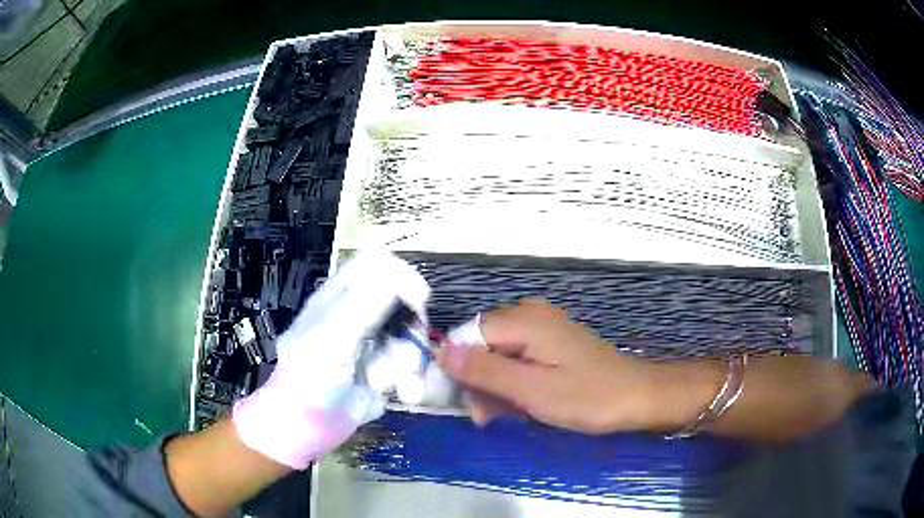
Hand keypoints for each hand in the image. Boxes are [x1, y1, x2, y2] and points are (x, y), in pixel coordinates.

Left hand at [233, 251, 429, 468]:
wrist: (309, 428)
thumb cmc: (310, 378)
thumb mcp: (332, 336)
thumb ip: (365, 303)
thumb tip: (402, 275)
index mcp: (339, 297)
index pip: (375, 264)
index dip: (400, 273)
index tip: (418, 299)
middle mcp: (359, 314)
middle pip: (401, 299)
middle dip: (411, 323)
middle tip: (411, 341)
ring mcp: (373, 343)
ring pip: (409, 334)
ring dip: (407, 357)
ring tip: (386, 379)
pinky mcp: (384, 369)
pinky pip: (410, 363)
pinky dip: (409, 377)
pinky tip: (400, 391)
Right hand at [437, 300, 671, 433]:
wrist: (637, 397)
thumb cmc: (587, 397)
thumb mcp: (531, 390)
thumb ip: (484, 371)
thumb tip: (440, 351)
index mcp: (523, 320)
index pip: (467, 336)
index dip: (461, 370)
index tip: (471, 405)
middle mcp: (530, 314)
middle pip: (482, 345)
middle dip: (480, 382)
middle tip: (491, 417)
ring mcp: (543, 327)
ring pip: (498, 355)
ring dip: (497, 387)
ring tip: (511, 414)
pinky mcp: (552, 342)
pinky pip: (518, 358)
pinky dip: (515, 382)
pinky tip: (524, 403)